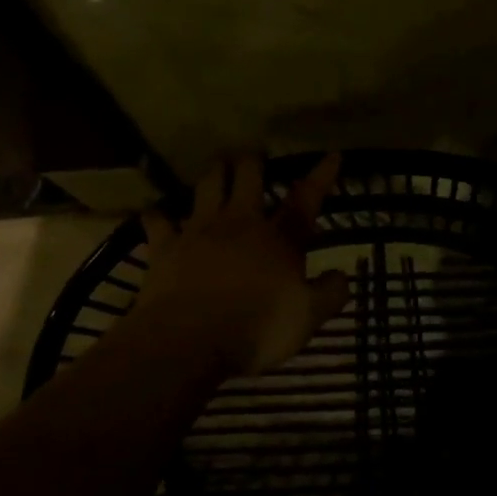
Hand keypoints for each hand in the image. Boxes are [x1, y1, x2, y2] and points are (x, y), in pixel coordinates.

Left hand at [130, 153, 350, 378]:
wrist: (189, 341)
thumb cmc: (257, 329)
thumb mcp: (307, 318)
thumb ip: (329, 294)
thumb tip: (343, 275)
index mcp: (278, 239)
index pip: (306, 200)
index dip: (321, 176)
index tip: (332, 154)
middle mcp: (240, 223)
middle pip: (248, 177)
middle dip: (252, 162)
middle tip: (254, 155)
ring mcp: (200, 231)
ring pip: (207, 185)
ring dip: (214, 172)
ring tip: (217, 163)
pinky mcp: (166, 247)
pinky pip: (158, 222)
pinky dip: (156, 215)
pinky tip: (154, 211)